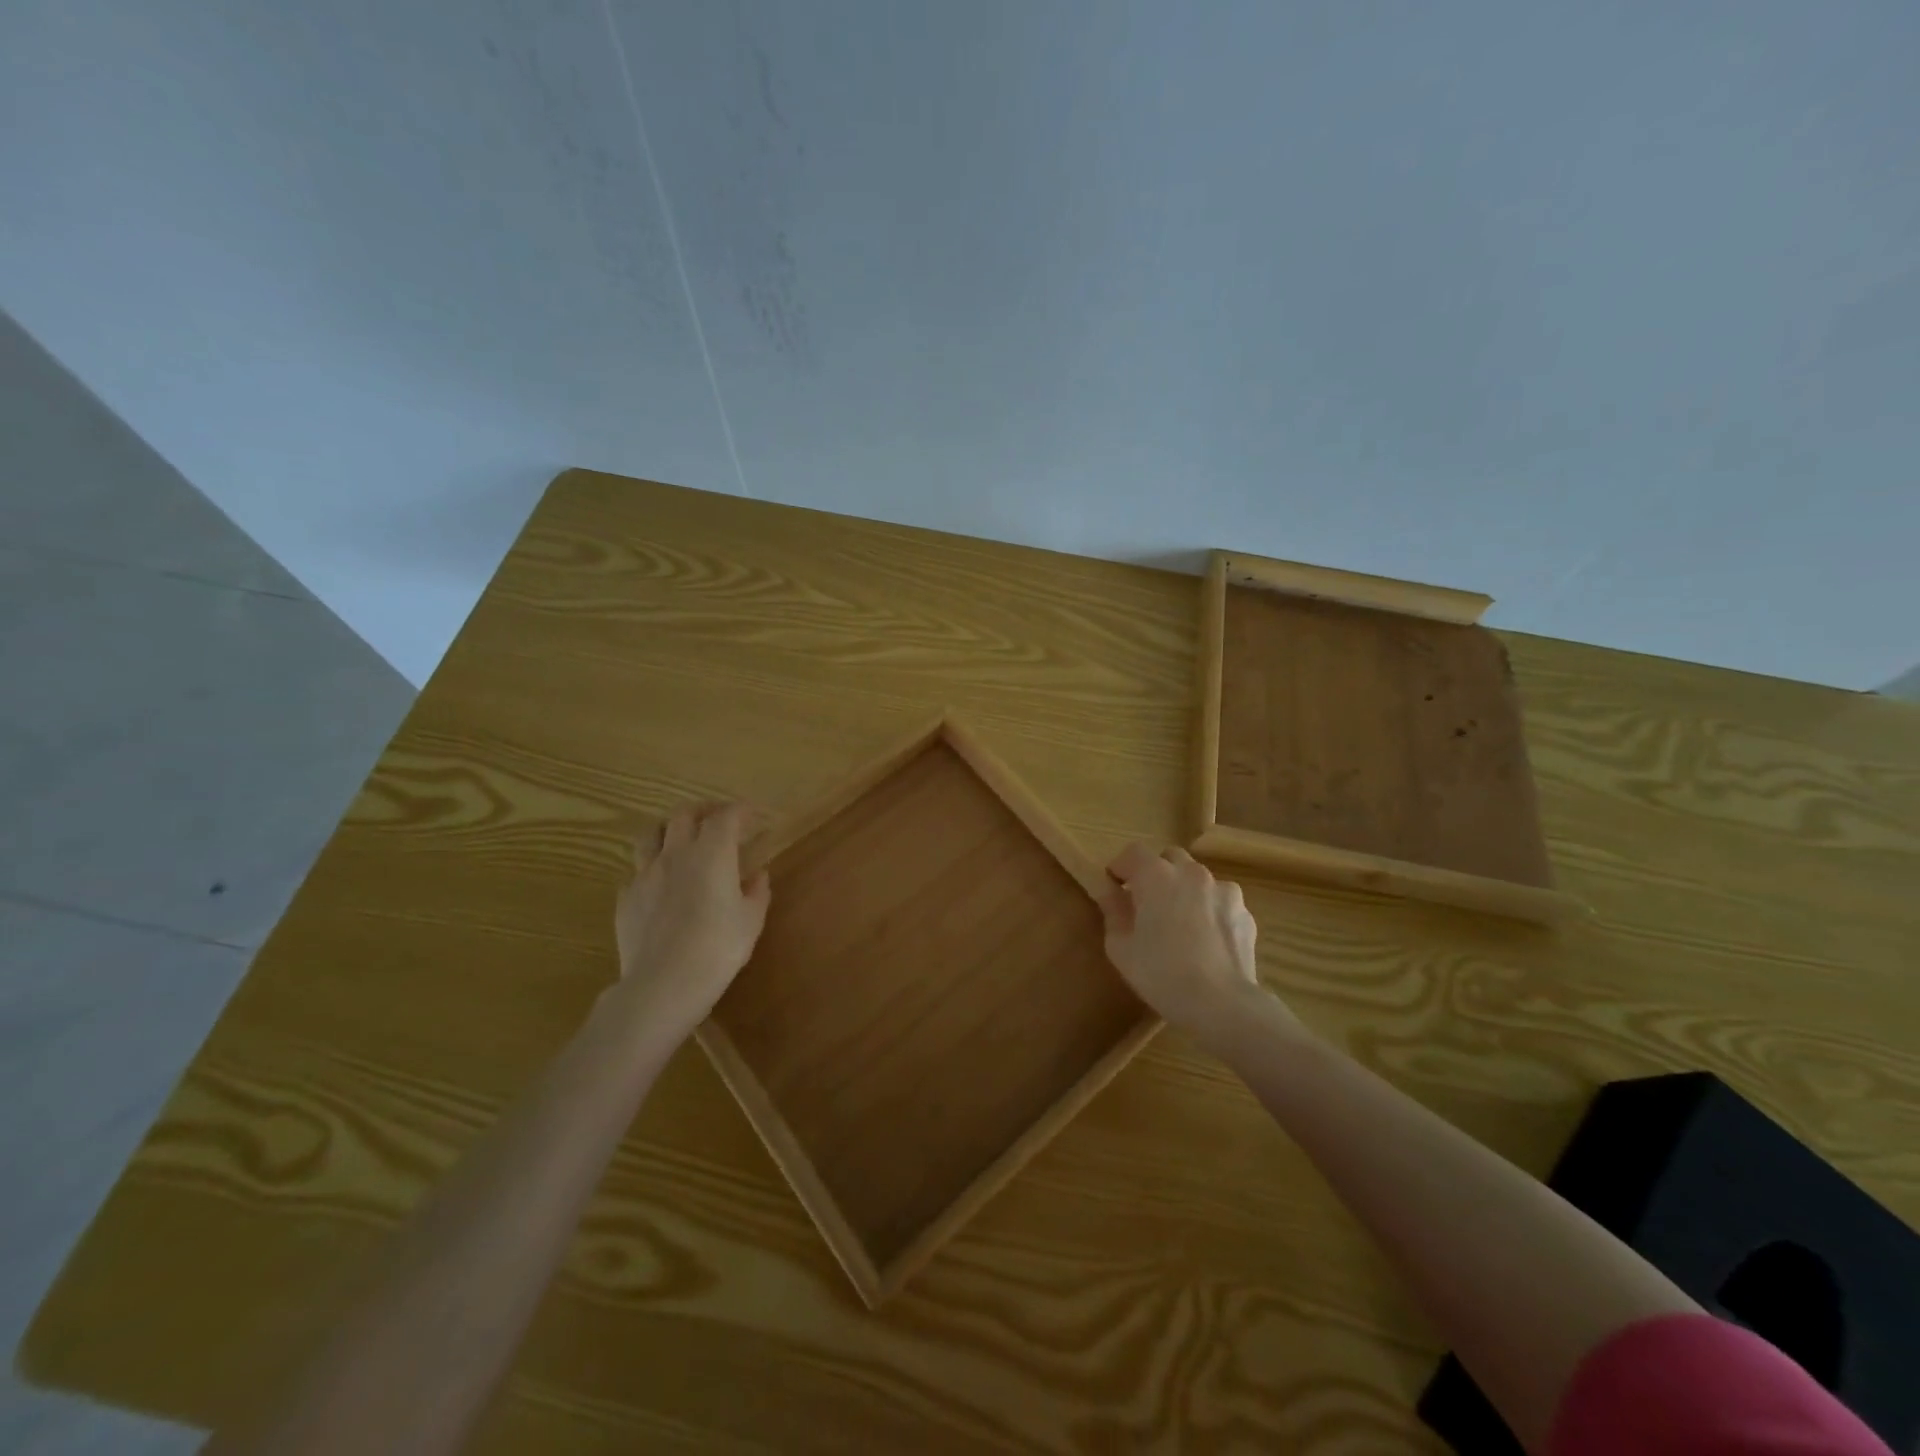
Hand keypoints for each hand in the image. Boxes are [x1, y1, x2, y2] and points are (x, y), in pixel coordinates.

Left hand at [611, 802, 771, 1041]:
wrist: (664, 984)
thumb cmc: (718, 948)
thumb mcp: (751, 921)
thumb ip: (756, 892)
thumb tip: (758, 874)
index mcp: (712, 853)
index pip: (726, 816)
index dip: (740, 810)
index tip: (751, 814)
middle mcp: (676, 854)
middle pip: (684, 815)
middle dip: (703, 810)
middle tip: (716, 819)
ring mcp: (645, 874)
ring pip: (651, 834)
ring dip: (668, 830)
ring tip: (680, 840)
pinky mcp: (626, 898)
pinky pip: (637, 872)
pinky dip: (651, 870)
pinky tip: (659, 885)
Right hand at [1100, 843, 1274, 1043]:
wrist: (1222, 1003)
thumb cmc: (1161, 973)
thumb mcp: (1120, 948)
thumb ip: (1112, 912)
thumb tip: (1110, 893)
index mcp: (1157, 876)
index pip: (1133, 853)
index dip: (1121, 868)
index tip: (1114, 889)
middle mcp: (1192, 873)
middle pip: (1169, 858)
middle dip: (1155, 874)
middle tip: (1147, 904)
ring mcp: (1223, 890)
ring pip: (1197, 879)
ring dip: (1185, 890)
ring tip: (1181, 924)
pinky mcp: (1245, 912)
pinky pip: (1219, 902)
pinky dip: (1209, 911)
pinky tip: (1206, 941)